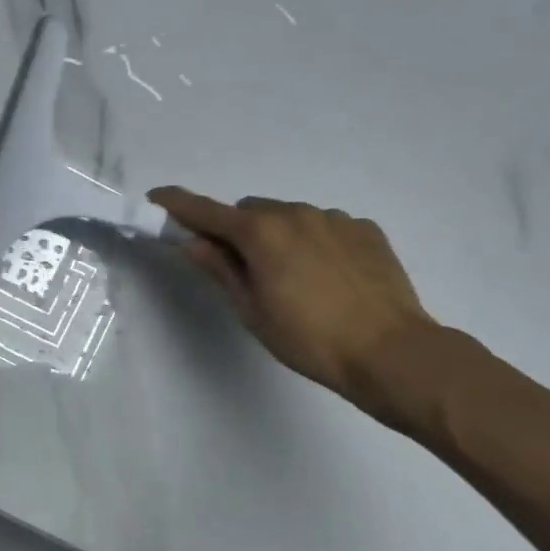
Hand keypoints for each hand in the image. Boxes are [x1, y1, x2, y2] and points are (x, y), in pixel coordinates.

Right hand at [148, 187, 439, 410]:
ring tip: (296, 279)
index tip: (157, 198)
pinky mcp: (365, 229)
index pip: (206, 211)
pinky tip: (330, 278)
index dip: (177, 204)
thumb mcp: (252, 310)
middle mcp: (294, 212)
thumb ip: (219, 269)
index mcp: (260, 232)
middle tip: (245, 269)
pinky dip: (315, 242)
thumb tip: (191, 242)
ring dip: (279, 236)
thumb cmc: (309, 339)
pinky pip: (325, 226)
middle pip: (250, 210)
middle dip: (238, 231)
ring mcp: (334, 218)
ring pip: (289, 216)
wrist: (392, 352)